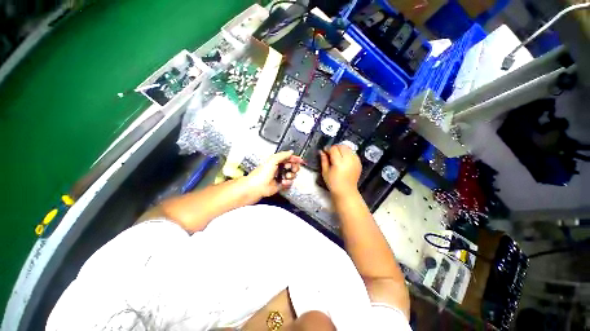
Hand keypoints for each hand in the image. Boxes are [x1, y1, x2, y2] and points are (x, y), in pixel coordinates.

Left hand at [246, 150, 303, 198]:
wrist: (258, 187)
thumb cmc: (262, 173)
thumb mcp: (273, 160)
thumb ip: (283, 155)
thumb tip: (291, 152)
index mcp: (277, 161)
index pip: (288, 158)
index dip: (295, 158)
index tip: (300, 160)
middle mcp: (279, 168)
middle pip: (292, 166)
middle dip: (294, 167)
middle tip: (292, 169)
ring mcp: (281, 176)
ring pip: (292, 175)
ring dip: (291, 175)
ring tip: (286, 176)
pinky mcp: (281, 184)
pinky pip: (289, 182)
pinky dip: (288, 182)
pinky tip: (283, 182)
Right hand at [319, 145, 361, 196]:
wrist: (346, 191)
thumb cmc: (333, 183)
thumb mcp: (325, 172)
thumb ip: (323, 160)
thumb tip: (321, 151)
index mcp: (339, 162)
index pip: (333, 149)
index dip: (328, 149)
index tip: (325, 152)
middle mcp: (348, 159)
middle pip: (342, 146)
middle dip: (335, 148)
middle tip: (331, 153)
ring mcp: (355, 161)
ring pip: (348, 148)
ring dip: (342, 149)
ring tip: (337, 156)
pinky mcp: (359, 163)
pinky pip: (353, 153)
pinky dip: (348, 153)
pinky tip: (344, 159)